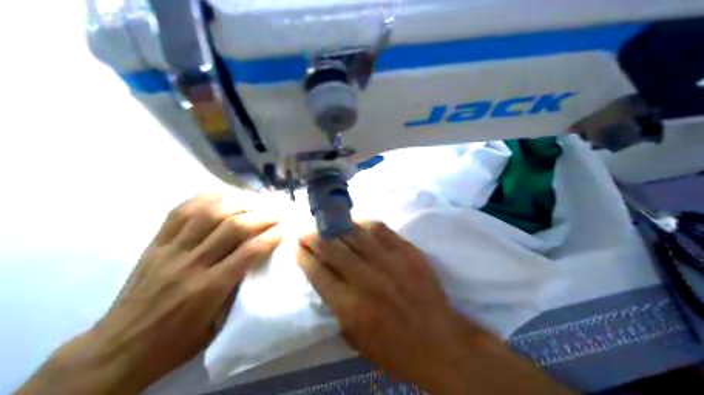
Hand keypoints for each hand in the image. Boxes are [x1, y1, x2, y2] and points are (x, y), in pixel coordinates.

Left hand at [14, 196, 282, 394]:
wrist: (120, 348)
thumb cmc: (174, 343)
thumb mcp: (215, 327)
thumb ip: (235, 293)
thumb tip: (253, 265)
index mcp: (209, 289)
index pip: (248, 252)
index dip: (270, 237)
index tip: (283, 230)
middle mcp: (191, 263)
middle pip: (231, 227)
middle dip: (259, 216)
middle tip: (274, 213)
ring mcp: (170, 250)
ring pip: (207, 213)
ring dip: (234, 203)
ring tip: (251, 202)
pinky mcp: (155, 244)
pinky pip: (179, 212)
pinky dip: (202, 199)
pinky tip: (219, 197)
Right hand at [295, 223, 573, 394]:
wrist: (440, 343)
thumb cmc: (396, 350)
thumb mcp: (355, 341)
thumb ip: (337, 311)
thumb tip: (326, 282)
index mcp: (349, 306)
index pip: (317, 272)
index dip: (304, 257)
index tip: (297, 248)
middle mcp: (366, 278)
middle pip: (331, 248)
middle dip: (313, 237)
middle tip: (305, 232)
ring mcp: (389, 262)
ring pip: (354, 234)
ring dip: (335, 226)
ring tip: (326, 223)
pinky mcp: (408, 252)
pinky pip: (381, 230)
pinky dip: (364, 223)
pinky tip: (356, 223)